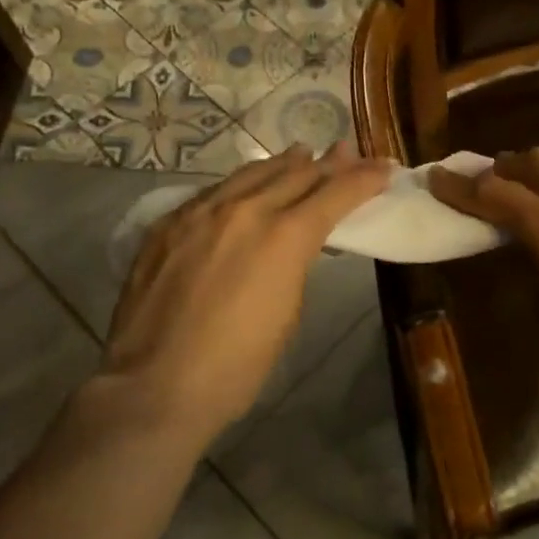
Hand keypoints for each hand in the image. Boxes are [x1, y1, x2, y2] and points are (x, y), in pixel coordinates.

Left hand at [93, 143, 391, 443]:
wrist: (154, 386)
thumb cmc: (236, 366)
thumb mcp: (287, 313)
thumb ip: (295, 264)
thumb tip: (298, 242)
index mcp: (284, 237)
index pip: (336, 193)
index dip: (364, 179)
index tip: (384, 169)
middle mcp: (245, 211)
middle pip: (297, 174)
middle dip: (329, 163)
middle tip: (348, 151)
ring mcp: (201, 212)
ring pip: (251, 173)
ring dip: (284, 163)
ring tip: (302, 152)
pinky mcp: (167, 224)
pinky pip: (214, 191)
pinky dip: (241, 184)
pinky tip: (245, 186)